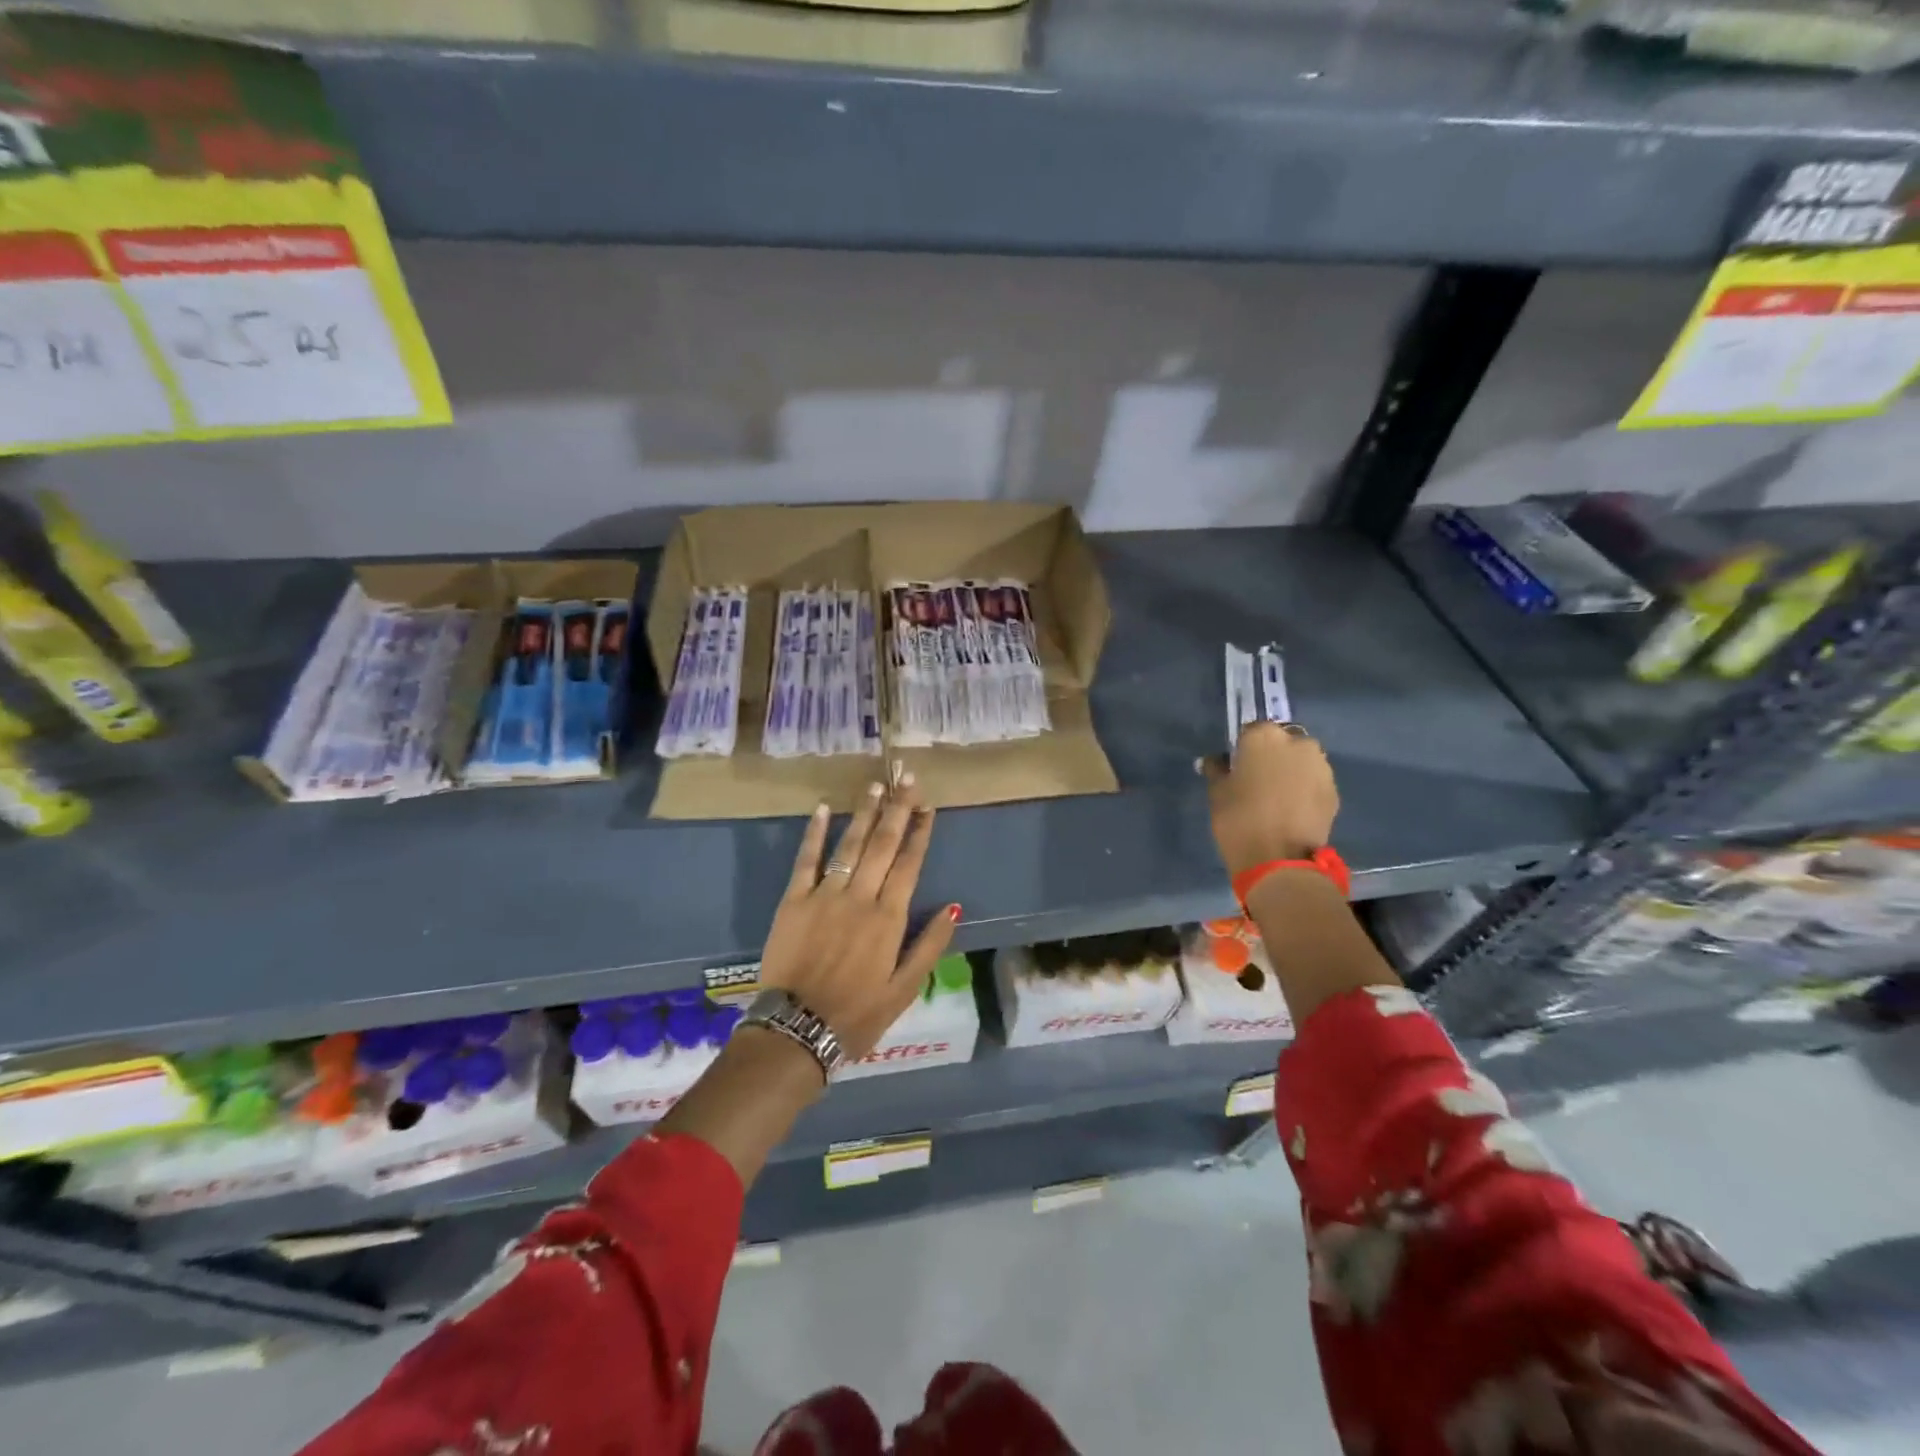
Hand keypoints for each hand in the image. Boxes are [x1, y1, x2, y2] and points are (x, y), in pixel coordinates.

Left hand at [759, 777, 959, 1062]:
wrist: (797, 1029)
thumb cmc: (857, 1014)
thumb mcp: (905, 990)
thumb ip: (930, 946)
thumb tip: (953, 907)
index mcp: (889, 918)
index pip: (910, 863)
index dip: (920, 832)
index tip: (928, 804)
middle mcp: (860, 897)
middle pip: (883, 844)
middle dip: (897, 809)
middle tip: (905, 777)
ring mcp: (825, 895)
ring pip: (850, 845)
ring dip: (864, 814)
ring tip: (875, 786)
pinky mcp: (793, 901)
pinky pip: (806, 860)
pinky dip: (814, 833)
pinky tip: (822, 809)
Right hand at [1201, 721, 1338, 876]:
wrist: (1279, 860)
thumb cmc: (1239, 819)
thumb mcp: (1217, 792)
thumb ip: (1217, 770)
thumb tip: (1214, 761)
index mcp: (1264, 736)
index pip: (1250, 731)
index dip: (1242, 749)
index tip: (1237, 768)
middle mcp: (1297, 742)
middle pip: (1281, 742)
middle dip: (1272, 756)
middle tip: (1258, 781)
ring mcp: (1320, 766)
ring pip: (1301, 761)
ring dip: (1291, 771)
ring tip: (1277, 798)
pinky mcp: (1334, 790)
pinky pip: (1314, 782)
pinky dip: (1305, 790)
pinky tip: (1292, 810)